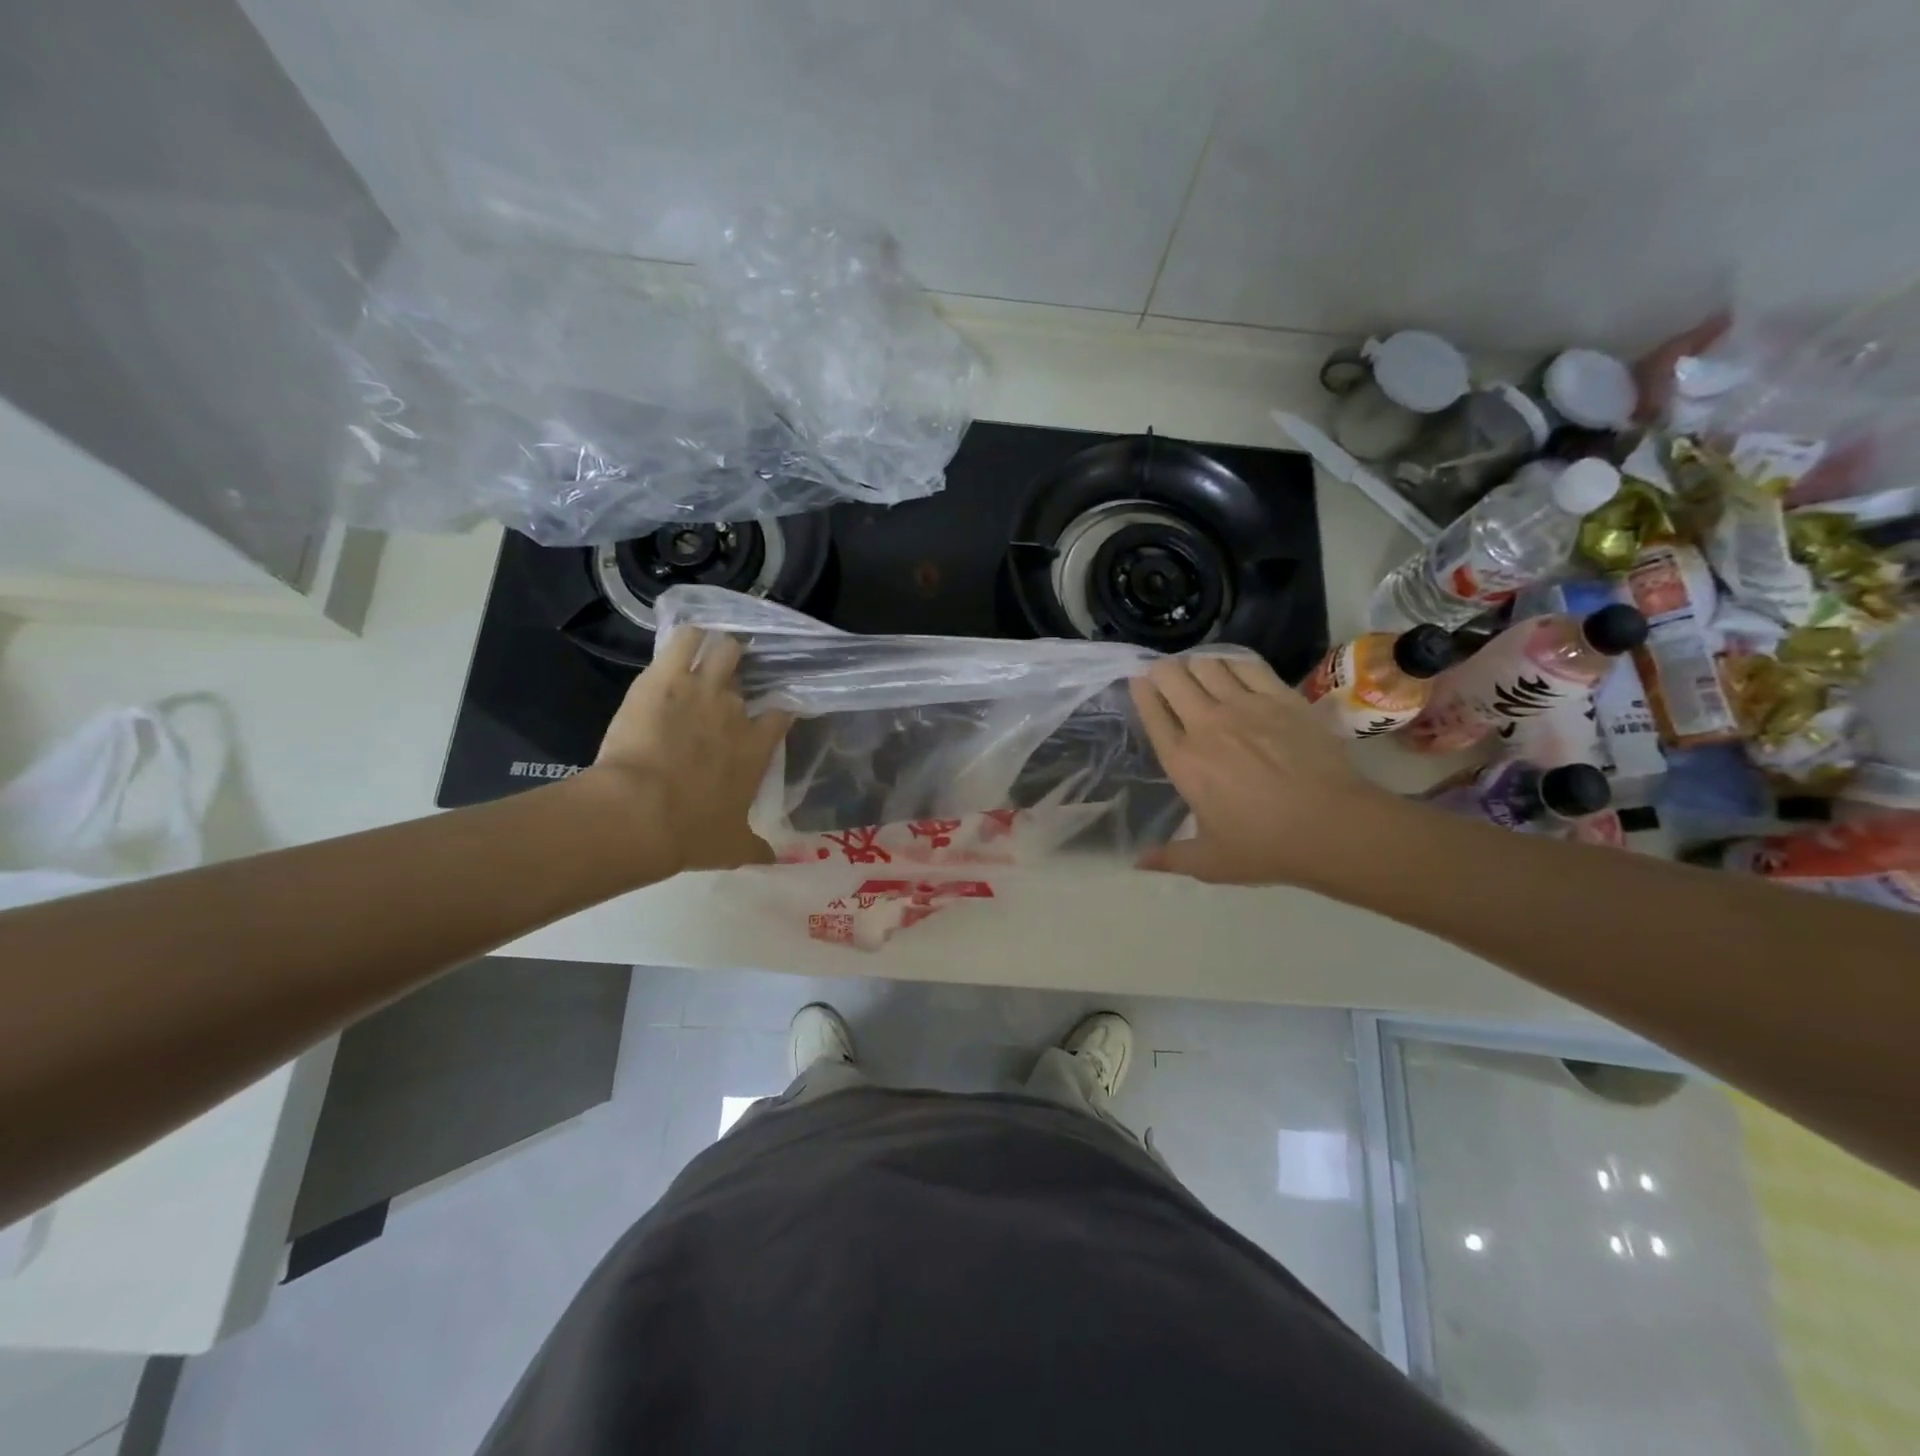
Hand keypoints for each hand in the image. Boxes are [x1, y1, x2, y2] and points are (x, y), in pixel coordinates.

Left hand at [589, 627, 792, 872]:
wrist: (641, 813)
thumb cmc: (692, 833)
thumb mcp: (732, 847)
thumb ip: (758, 849)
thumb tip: (778, 861)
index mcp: (756, 747)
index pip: (780, 714)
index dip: (776, 711)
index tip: (769, 715)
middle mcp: (736, 711)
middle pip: (749, 678)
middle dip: (739, 679)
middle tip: (725, 686)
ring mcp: (702, 688)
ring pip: (724, 649)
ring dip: (719, 650)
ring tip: (708, 654)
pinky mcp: (665, 676)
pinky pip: (685, 638)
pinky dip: (689, 636)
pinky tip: (686, 640)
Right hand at [1129, 653, 1397, 885]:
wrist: (1331, 826)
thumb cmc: (1264, 846)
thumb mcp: (1208, 861)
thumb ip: (1169, 857)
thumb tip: (1137, 863)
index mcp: (1182, 760)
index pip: (1151, 712)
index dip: (1141, 692)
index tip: (1138, 682)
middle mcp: (1205, 724)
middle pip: (1173, 678)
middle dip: (1163, 671)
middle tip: (1166, 675)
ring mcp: (1244, 706)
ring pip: (1207, 664)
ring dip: (1196, 665)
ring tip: (1198, 671)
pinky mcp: (1280, 697)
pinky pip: (1247, 665)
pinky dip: (1233, 662)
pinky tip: (1233, 668)